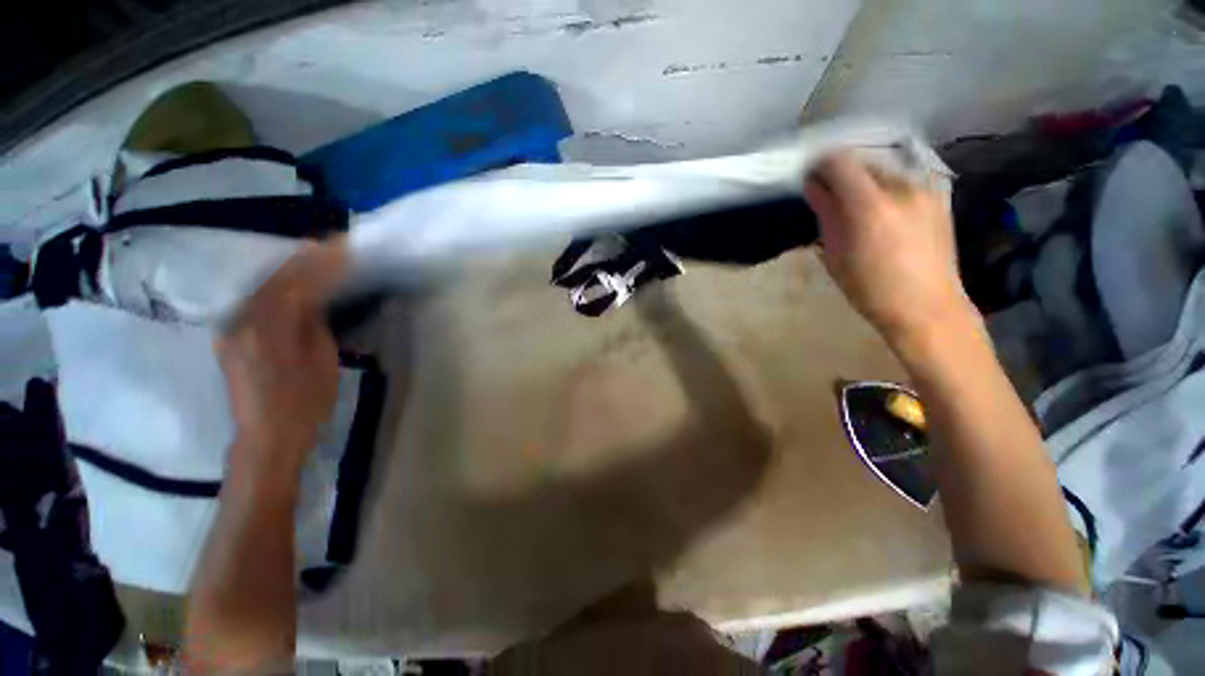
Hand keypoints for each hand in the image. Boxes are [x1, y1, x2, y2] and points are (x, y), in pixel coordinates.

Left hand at [216, 241, 347, 464]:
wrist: (266, 436)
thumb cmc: (304, 403)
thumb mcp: (321, 363)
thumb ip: (314, 326)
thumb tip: (313, 301)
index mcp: (268, 330)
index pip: (294, 285)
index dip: (318, 264)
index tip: (340, 248)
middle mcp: (241, 323)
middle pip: (273, 282)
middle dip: (301, 261)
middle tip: (326, 244)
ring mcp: (232, 331)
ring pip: (260, 289)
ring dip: (287, 271)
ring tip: (310, 256)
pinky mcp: (231, 339)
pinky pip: (253, 303)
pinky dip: (274, 288)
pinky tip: (288, 282)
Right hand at [803, 152, 973, 346]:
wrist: (927, 306)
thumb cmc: (870, 288)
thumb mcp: (836, 254)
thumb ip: (825, 214)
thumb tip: (814, 188)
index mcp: (869, 205)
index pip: (839, 161)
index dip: (819, 166)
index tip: (809, 181)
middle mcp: (901, 186)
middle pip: (861, 162)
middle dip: (840, 175)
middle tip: (828, 199)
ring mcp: (925, 189)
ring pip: (883, 170)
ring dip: (863, 183)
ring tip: (856, 210)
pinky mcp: (938, 196)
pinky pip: (902, 180)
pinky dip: (884, 189)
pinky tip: (881, 214)